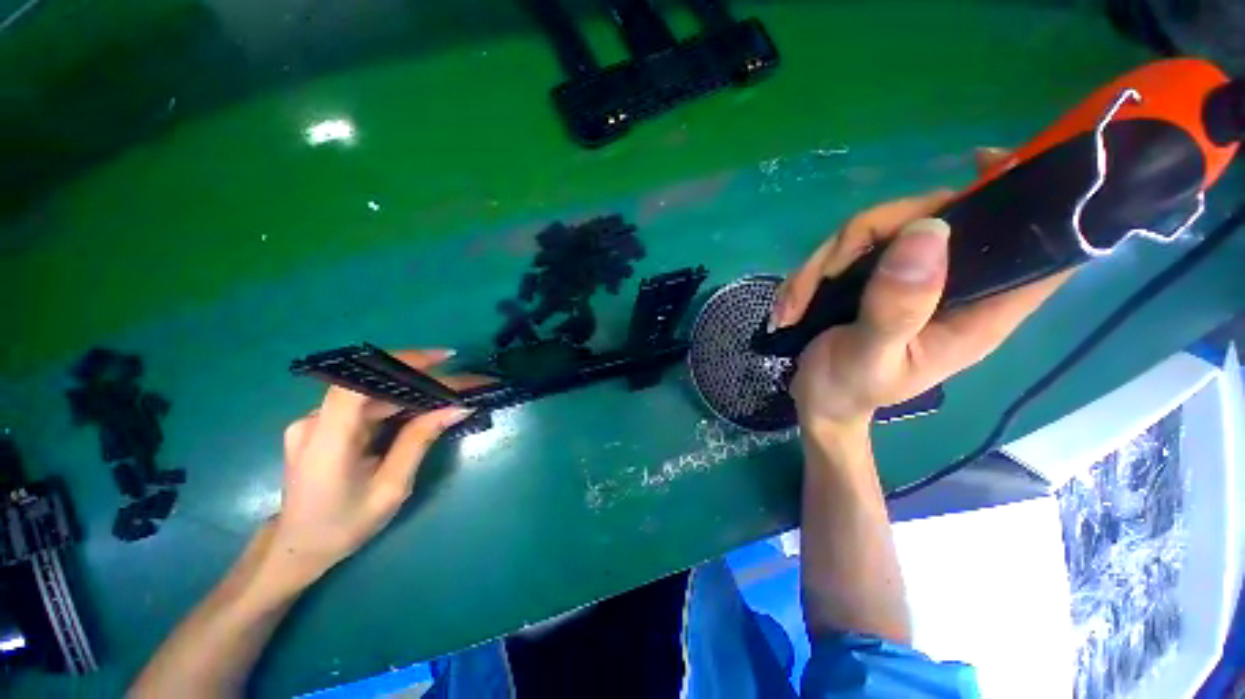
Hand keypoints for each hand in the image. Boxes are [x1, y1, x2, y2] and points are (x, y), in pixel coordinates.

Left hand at [267, 349, 480, 586]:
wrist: (298, 548)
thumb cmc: (345, 525)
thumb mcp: (391, 487)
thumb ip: (419, 441)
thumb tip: (457, 407)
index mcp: (327, 440)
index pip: (359, 383)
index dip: (400, 362)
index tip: (443, 358)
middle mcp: (314, 421)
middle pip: (373, 386)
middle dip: (422, 379)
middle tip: (463, 382)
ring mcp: (314, 422)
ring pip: (372, 394)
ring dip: (413, 391)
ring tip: (451, 394)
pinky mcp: (321, 426)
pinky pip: (365, 405)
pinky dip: (397, 403)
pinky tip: (423, 407)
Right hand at [775, 149, 1071, 429]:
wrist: (818, 400)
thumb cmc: (849, 390)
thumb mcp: (871, 357)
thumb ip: (898, 307)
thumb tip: (927, 230)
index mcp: (977, 311)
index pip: (1036, 248)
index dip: (1029, 198)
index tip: (984, 164)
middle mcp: (949, 284)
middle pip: (930, 218)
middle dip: (865, 236)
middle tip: (823, 276)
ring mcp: (906, 277)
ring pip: (874, 230)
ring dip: (820, 264)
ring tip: (792, 307)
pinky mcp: (872, 276)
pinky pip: (843, 250)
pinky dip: (809, 274)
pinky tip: (791, 304)